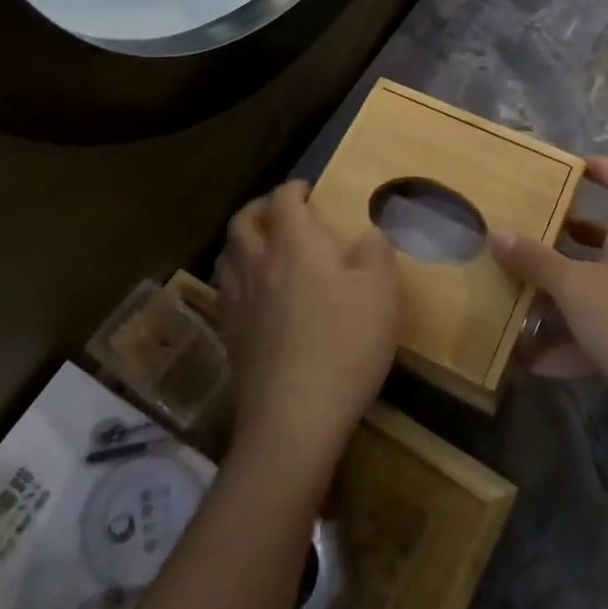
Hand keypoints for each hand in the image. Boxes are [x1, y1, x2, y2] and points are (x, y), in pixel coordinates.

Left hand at [217, 181, 398, 474]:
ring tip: (263, 246)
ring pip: (228, 253)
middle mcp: (259, 263)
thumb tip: (369, 233)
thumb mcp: (381, 292)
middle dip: (261, 208)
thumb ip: (377, 252)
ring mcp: (238, 300)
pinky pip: (225, 289)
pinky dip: (238, 275)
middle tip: (282, 212)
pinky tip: (255, 293)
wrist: (294, 419)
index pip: (283, 199)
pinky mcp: (230, 335)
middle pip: (244, 221)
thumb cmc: (345, 344)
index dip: (294, 189)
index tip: (309, 191)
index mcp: (295, 244)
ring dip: (244, 239)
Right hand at [491, 157, 607, 421]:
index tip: (566, 167)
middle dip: (563, 232)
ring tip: (516, 286)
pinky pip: (592, 331)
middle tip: (525, 227)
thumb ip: (536, 260)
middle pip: (602, 233)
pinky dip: (564, 342)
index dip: (600, 167)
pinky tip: (530, 359)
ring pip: (592, 284)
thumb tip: (497, 231)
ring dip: (557, 289)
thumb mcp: (576, 288)